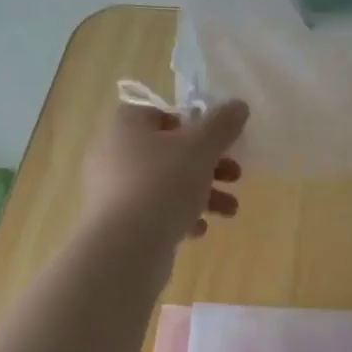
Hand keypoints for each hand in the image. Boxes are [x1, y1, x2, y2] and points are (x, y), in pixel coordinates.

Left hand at [81, 98, 247, 245]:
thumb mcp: (201, 148)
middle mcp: (113, 155)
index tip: (213, 140)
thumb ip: (222, 125)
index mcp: (126, 127)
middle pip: (167, 152)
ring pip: (164, 185)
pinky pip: (153, 213)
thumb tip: (239, 105)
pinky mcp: (117, 224)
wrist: (127, 246)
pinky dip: (178, 218)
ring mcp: (113, 191)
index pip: (156, 113)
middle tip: (235, 176)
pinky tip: (198, 231)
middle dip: (207, 165)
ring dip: (201, 194)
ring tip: (229, 211)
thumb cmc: (164, 183)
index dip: (188, 123)